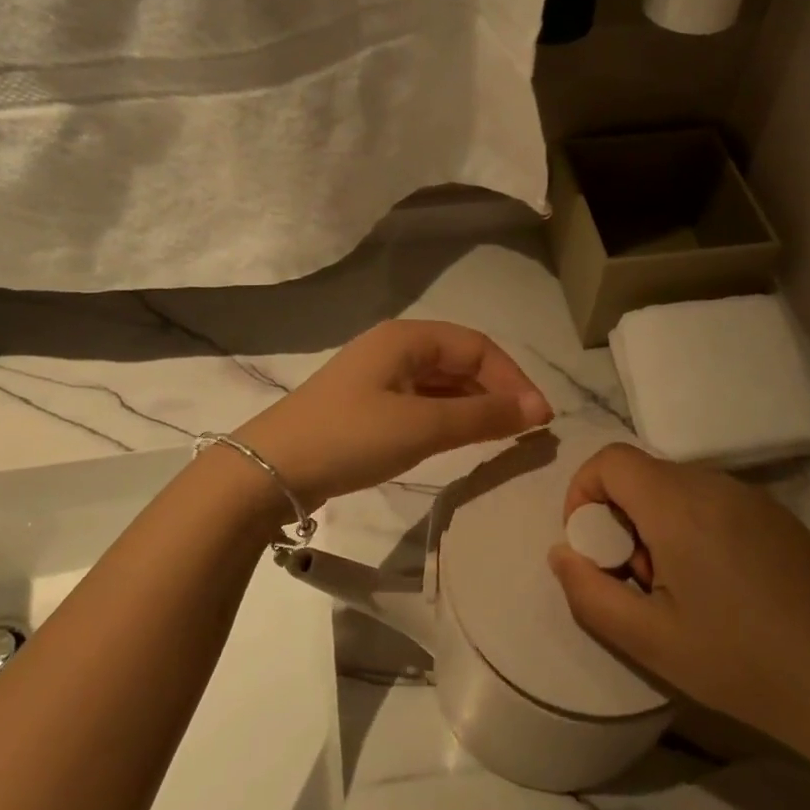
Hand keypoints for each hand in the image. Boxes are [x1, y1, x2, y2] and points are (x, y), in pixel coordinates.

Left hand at [233, 320, 552, 508]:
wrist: (269, 471)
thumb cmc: (350, 437)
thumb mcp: (422, 426)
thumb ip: (483, 415)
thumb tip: (539, 408)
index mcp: (408, 338)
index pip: (478, 348)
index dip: (514, 379)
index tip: (540, 419)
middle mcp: (395, 348)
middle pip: (461, 362)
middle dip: (497, 392)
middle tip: (525, 432)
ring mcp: (379, 377)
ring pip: (442, 383)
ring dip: (475, 406)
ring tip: (502, 438)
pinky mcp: (368, 405)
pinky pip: (422, 402)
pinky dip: (449, 417)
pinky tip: (461, 440)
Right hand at [548, 444, 809, 751]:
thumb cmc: (737, 662)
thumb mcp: (647, 641)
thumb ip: (588, 592)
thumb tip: (561, 551)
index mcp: (678, 506)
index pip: (610, 460)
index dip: (584, 492)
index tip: (593, 545)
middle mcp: (714, 484)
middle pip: (643, 473)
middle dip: (621, 516)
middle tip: (638, 578)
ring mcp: (752, 496)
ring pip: (679, 486)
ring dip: (658, 521)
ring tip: (678, 586)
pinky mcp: (778, 515)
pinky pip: (716, 499)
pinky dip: (695, 525)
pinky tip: (720, 584)